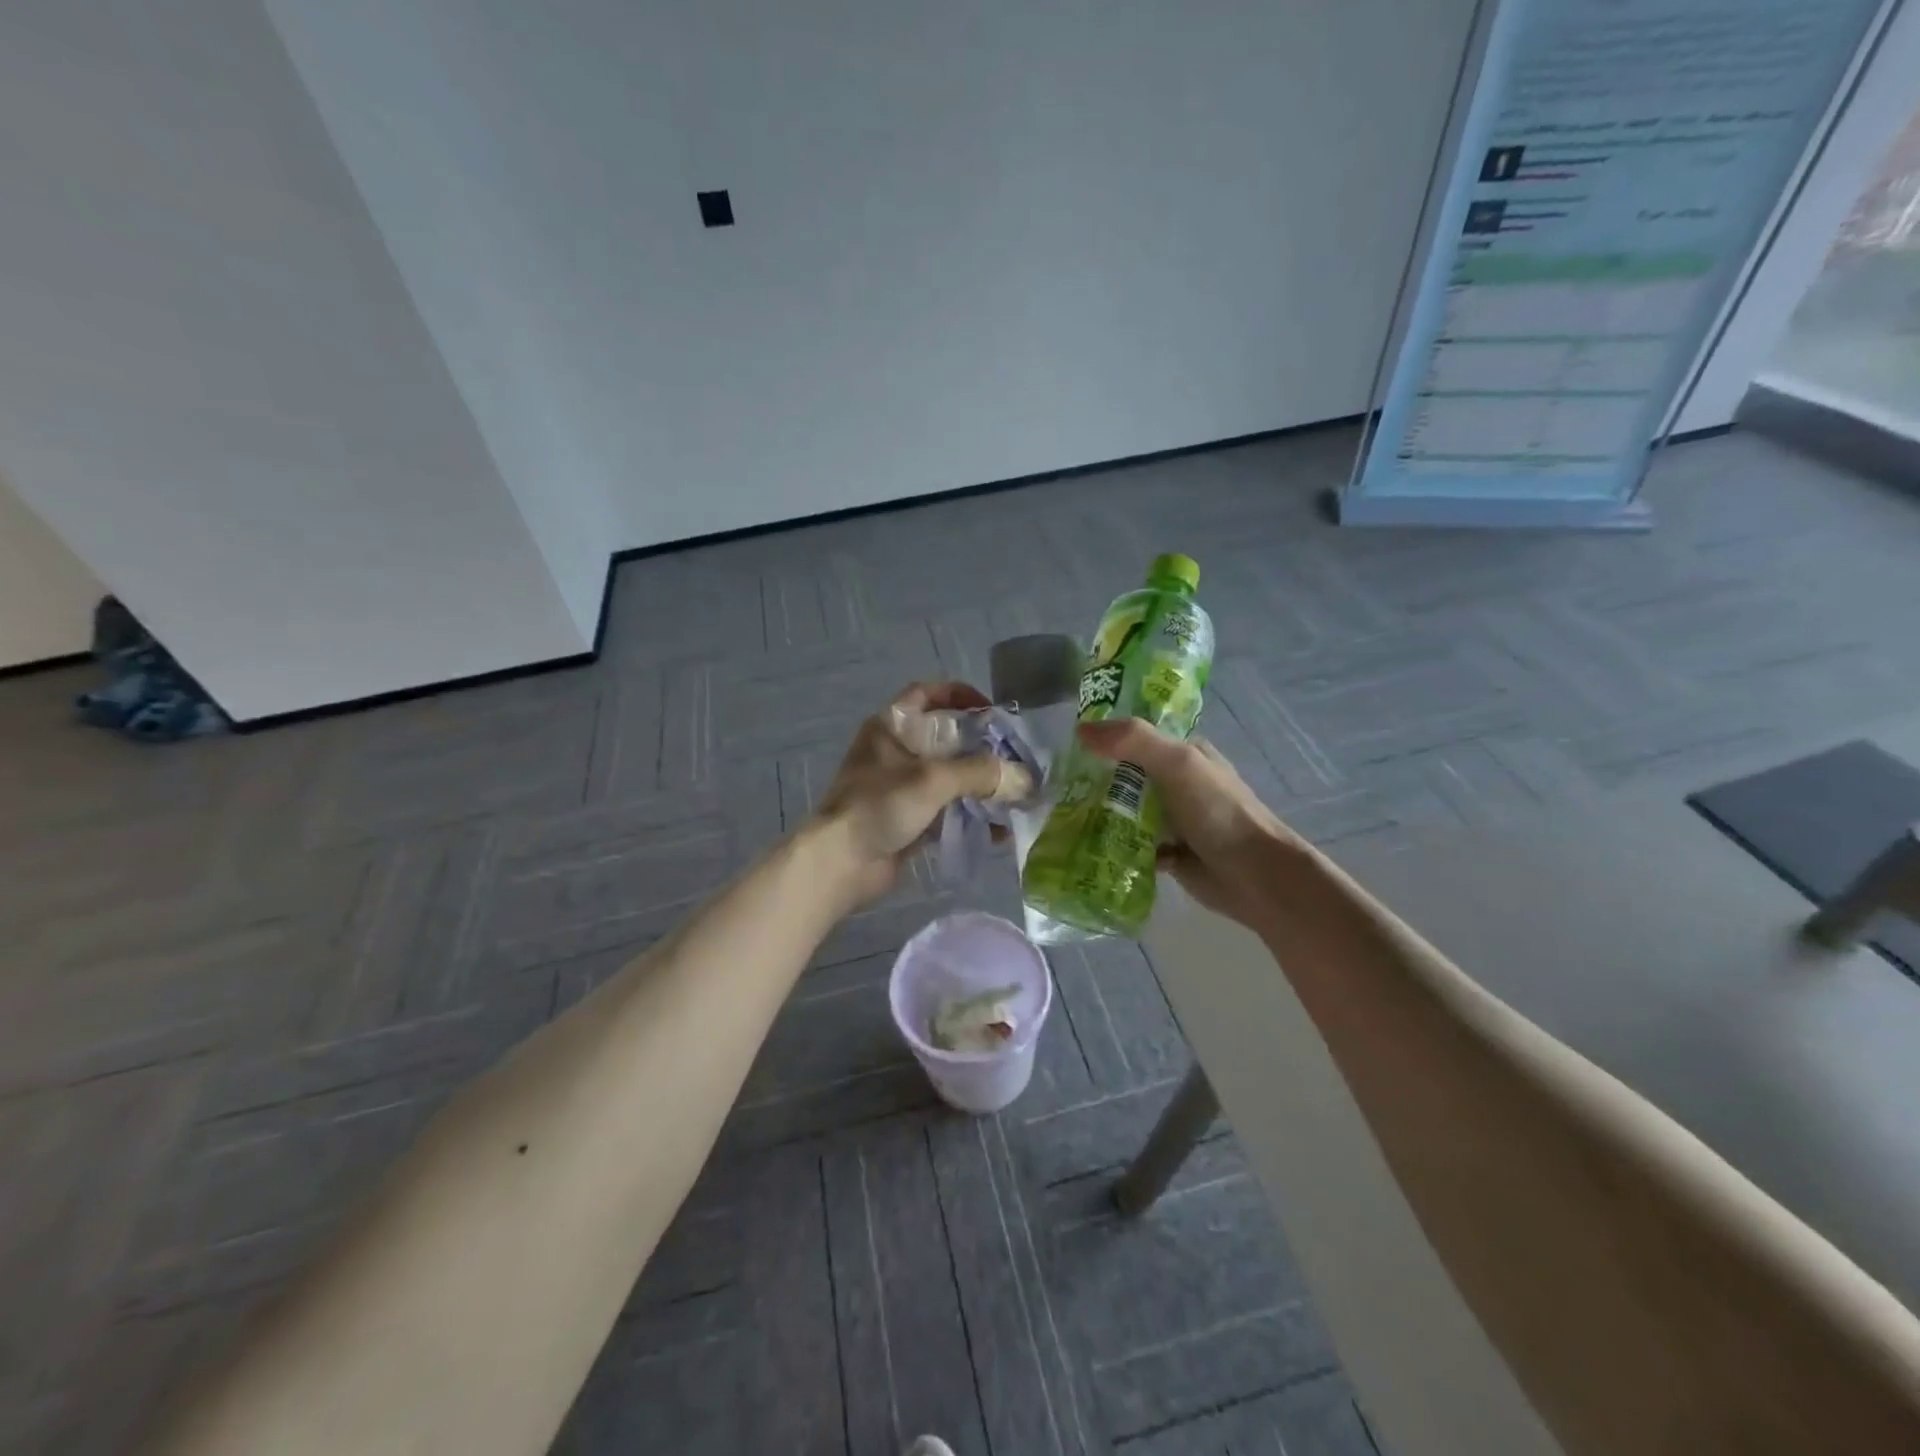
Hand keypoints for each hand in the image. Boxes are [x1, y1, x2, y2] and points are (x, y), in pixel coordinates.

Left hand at [811, 682, 1034, 906]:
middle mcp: (896, 752)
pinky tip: (998, 830)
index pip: (926, 694)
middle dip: (982, 749)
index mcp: (892, 727)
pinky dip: (971, 816)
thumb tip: (1026, 778)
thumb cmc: (880, 805)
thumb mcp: (933, 779)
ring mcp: (901, 787)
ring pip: (950, 777)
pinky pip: (947, 811)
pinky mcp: (908, 819)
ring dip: (981, 787)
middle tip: (1016, 759)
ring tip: (1015, 798)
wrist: (841, 863)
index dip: (959, 694)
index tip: (992, 709)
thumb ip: (981, 773)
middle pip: (946, 739)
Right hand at [1077, 717, 1302, 929]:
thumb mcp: (1178, 764)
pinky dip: (1112, 845)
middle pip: (1124, 775)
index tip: (1065, 745)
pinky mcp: (1166, 852)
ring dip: (1099, 815)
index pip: (1136, 736)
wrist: (1255, 876)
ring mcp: (1171, 819)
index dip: (1104, 737)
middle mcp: (1175, 782)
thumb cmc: (1218, 812)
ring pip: (1124, 810)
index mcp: (1183, 753)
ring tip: (1061, 818)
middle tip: (1054, 787)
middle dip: (1093, 780)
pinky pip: (1129, 843)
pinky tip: (1087, 848)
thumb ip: (1133, 741)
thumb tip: (1081, 729)